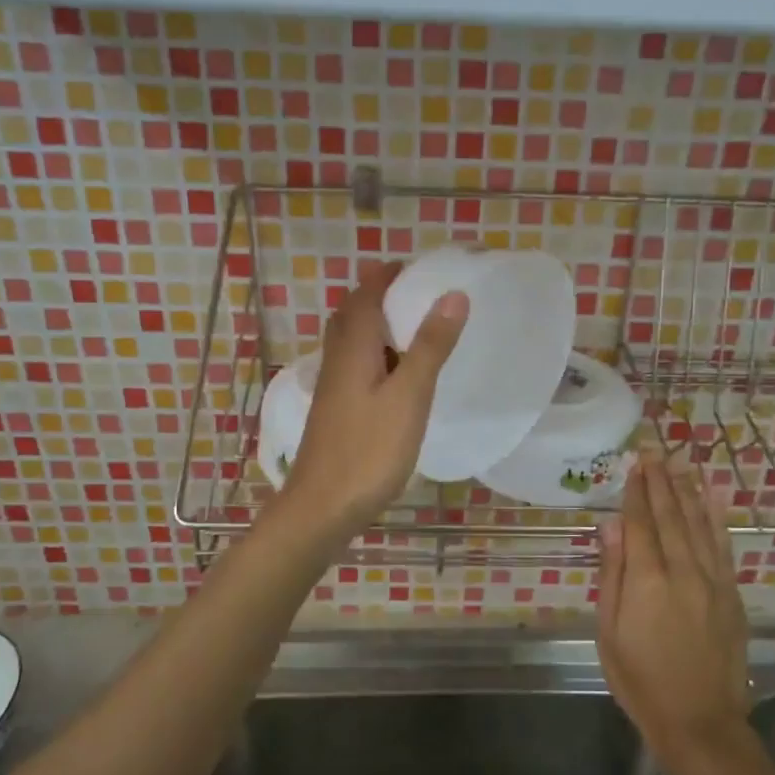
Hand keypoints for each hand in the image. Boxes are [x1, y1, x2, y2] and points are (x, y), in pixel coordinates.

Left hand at [282, 263, 468, 532]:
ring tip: (417, 329)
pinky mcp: (336, 410)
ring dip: (380, 325)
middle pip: (355, 313)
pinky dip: (378, 354)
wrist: (321, 507)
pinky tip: (399, 376)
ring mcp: (334, 386)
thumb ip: (430, 346)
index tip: (421, 266)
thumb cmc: (369, 450)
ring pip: (354, 340)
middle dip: (383, 295)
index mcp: (354, 347)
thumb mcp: (409, 395)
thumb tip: (452, 294)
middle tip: (421, 294)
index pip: (367, 293)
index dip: (390, 274)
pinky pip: (356, 365)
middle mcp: (338, 359)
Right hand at [597, 449, 749, 761]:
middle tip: (655, 452)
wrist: (700, 721)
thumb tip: (610, 526)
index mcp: (647, 580)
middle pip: (670, 516)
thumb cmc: (641, 679)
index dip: (636, 492)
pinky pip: (723, 546)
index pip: (640, 523)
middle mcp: (682, 571)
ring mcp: (712, 581)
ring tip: (680, 463)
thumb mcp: (609, 631)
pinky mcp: (731, 594)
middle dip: (661, 482)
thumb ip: (612, 574)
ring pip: (699, 524)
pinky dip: (717, 518)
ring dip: (688, 490)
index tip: (635, 464)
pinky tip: (713, 497)